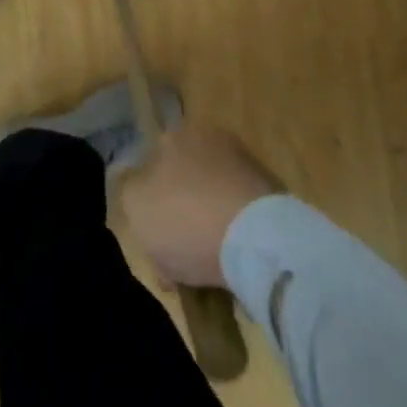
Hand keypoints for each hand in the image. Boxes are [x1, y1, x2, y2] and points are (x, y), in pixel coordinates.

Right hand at [118, 122, 281, 287]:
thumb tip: (140, 190)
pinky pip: (242, 219)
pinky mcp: (275, 196)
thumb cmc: (186, 218)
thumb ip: (130, 191)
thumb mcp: (135, 206)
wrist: (259, 241)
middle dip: (181, 215)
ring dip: (209, 228)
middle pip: (185, 182)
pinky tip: (232, 268)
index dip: (149, 202)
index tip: (152, 235)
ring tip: (206, 272)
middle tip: (177, 257)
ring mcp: (246, 165)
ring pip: (214, 201)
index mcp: (175, 135)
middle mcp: (211, 139)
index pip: (154, 163)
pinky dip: (235, 239)